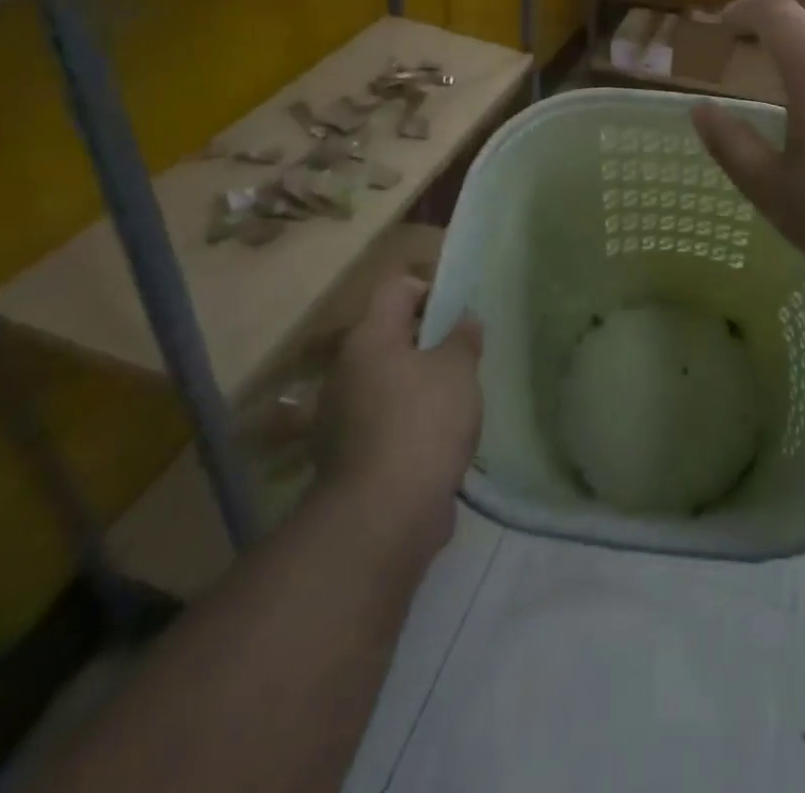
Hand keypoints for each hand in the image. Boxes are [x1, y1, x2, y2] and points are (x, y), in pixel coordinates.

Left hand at [313, 276, 482, 549]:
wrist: (384, 515)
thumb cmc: (424, 422)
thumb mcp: (458, 369)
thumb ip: (462, 338)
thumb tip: (464, 321)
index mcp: (369, 338)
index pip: (397, 289)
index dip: (431, 291)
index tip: (459, 315)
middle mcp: (346, 370)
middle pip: (390, 336)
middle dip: (428, 343)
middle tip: (464, 358)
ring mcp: (340, 416)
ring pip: (386, 381)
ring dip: (418, 385)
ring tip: (456, 401)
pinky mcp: (347, 456)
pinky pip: (383, 421)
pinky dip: (407, 423)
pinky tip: (438, 439)